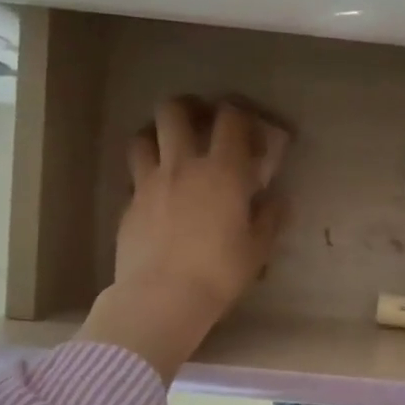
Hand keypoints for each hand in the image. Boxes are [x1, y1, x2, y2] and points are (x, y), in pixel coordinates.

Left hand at [76, 97, 284, 381]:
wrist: (162, 298)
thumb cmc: (219, 272)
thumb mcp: (258, 248)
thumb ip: (269, 217)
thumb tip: (276, 199)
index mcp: (223, 171)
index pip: (230, 119)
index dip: (240, 114)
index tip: (248, 128)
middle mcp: (183, 165)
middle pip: (174, 111)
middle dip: (189, 107)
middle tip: (200, 120)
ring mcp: (149, 182)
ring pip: (144, 136)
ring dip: (157, 134)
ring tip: (169, 148)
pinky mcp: (129, 204)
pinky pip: (135, 174)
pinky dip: (147, 173)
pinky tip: (158, 192)